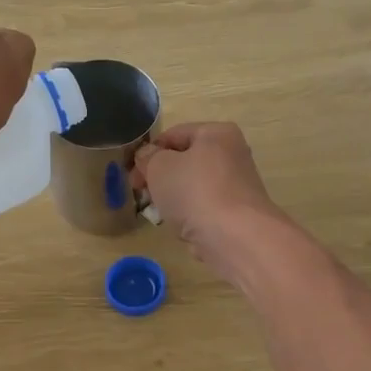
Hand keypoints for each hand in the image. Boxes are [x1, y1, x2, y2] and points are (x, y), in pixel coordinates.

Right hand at [132, 122, 288, 281]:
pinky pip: (205, 210)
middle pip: (184, 163)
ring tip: (162, 215)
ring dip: (174, 201)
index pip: (173, 135)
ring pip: (192, 188)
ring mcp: (237, 186)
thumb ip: (147, 157)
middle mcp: (232, 155)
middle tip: (142, 195)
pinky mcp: (237, 214)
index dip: (148, 153)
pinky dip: (192, 218)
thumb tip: (147, 156)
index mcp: (217, 134)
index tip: (132, 175)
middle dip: (160, 179)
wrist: (235, 237)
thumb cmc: (194, 192)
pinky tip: (183, 230)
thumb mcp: (159, 167)